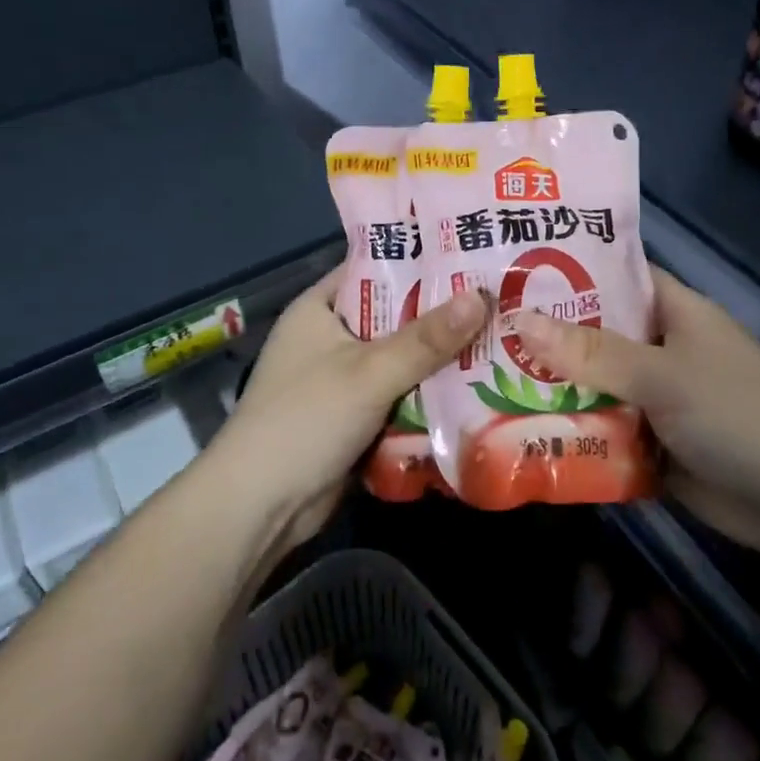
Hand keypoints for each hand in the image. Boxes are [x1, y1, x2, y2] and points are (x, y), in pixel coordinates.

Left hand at [210, 270, 484, 548]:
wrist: (259, 508)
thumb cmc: (306, 419)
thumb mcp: (369, 372)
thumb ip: (426, 339)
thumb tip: (481, 297)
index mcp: (320, 308)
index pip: (373, 267)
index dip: (417, 258)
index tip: (468, 252)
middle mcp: (329, 337)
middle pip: (393, 315)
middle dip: (439, 313)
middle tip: (497, 297)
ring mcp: (340, 380)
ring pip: (400, 358)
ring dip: (438, 357)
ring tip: (500, 337)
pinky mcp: (353, 418)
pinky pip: (398, 394)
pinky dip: (427, 393)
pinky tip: (474, 386)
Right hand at [514, 267, 759, 552]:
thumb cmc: (733, 415)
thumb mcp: (661, 375)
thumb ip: (592, 351)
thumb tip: (520, 320)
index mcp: (677, 313)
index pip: (620, 275)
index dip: (574, 268)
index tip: (517, 267)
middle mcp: (666, 348)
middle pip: (600, 332)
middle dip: (551, 334)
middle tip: (488, 328)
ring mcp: (660, 396)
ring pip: (598, 382)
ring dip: (557, 386)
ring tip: (489, 376)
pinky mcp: (654, 439)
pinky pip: (606, 425)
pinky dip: (575, 427)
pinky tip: (521, 427)